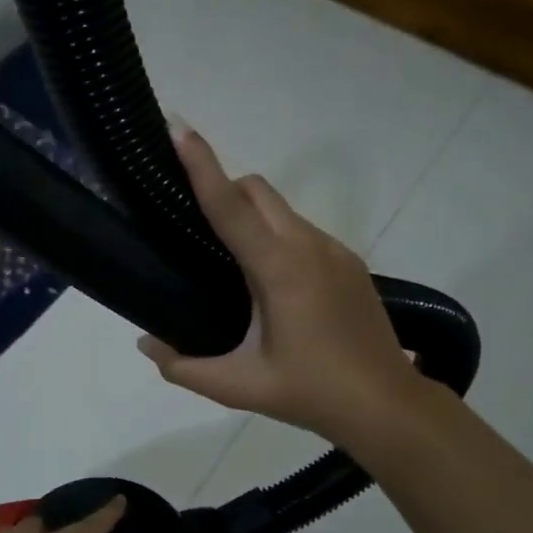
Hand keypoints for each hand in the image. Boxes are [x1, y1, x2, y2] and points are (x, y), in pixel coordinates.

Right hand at [138, 126, 421, 444]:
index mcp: (279, 269)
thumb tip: (145, 344)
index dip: (201, 164)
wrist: (386, 405)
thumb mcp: (238, 387)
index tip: (178, 127)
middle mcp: (309, 246)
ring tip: (228, 260)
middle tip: (192, 219)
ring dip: (250, 215)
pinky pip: (302, 231)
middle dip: (222, 186)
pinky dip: (275, 235)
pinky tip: (268, 281)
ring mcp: (335, 250)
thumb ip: (183, 367)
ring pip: (281, 209)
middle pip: (257, 190)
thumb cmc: (310, 394)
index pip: (230, 205)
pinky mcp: (349, 262)